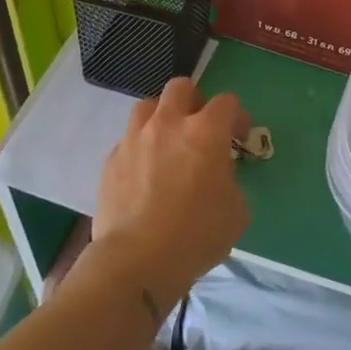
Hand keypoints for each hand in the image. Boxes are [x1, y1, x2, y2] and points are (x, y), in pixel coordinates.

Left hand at [91, 78, 250, 305]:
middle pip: (181, 87)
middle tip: (200, 129)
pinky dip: (140, 148)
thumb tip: (219, 176)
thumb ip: (230, 180)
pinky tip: (145, 174)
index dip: (237, 117)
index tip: (239, 139)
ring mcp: (134, 140)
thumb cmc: (196, 235)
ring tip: (167, 143)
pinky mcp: (111, 161)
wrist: (136, 262)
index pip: (227, 102)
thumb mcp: (237, 210)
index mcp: (205, 132)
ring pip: (147, 107)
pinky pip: (128, 140)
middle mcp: (168, 125)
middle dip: (195, 102)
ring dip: (162, 118)